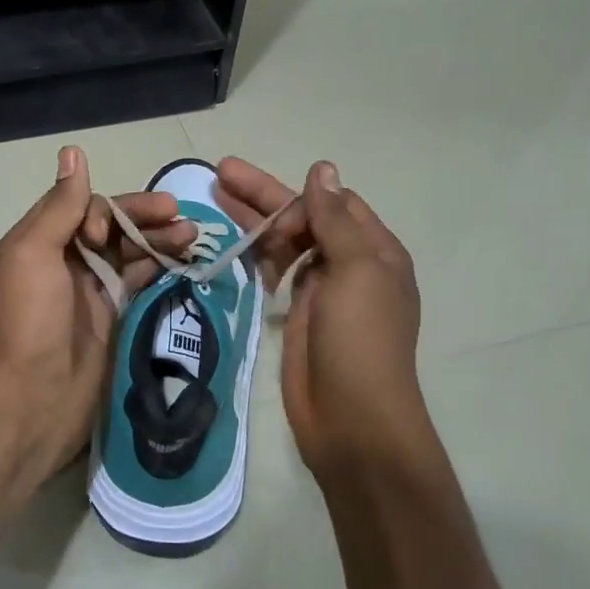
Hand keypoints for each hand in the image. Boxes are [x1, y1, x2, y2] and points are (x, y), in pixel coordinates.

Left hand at [0, 145, 195, 494]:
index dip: (106, 211)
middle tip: (182, 217)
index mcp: (43, 241)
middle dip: (146, 218)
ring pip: (132, 253)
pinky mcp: (116, 317)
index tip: (108, 233)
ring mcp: (94, 291)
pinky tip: (186, 261)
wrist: (34, 398)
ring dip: (161, 240)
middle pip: (114, 227)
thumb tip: (73, 151)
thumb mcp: (33, 253)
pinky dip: (162, 269)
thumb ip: (59, 206)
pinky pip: (142, 283)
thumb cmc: (30, 319)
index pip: (86, 207)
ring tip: (194, 235)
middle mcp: (68, 261)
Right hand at [215, 157, 427, 477]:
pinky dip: (257, 255)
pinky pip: (276, 273)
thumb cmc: (360, 339)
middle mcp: (350, 264)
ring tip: (215, 198)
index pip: (333, 204)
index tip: (266, 204)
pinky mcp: (297, 314)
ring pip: (286, 243)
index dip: (298, 196)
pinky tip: (232, 243)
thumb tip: (323, 169)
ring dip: (256, 222)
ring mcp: (322, 291)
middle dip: (264, 196)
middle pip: (304, 218)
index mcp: (374, 250)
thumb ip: (335, 219)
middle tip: (220, 172)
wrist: (352, 420)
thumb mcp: (356, 270)